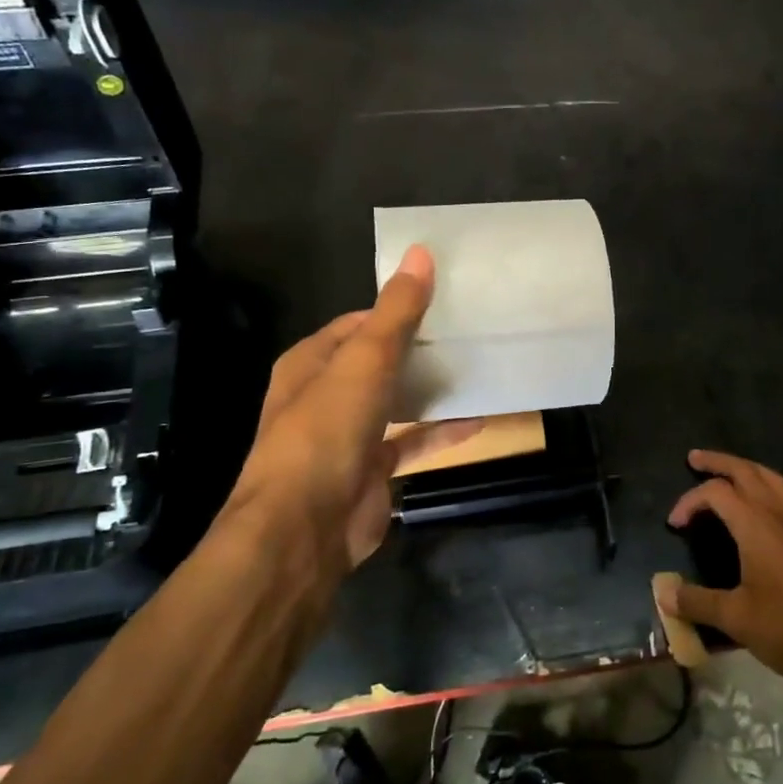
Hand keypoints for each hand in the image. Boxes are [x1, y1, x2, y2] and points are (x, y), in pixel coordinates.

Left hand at [223, 245, 478, 583]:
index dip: (395, 309)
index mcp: (312, 363)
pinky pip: (411, 442)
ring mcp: (348, 436)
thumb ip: (396, 312)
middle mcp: (326, 395)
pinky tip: (478, 422)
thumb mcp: (364, 363)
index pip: (357, 323)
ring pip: (395, 401)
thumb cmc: (326, 433)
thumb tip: (420, 252)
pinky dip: (440, 432)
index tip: (443, 300)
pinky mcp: (371, 470)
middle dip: (418, 348)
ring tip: (475, 368)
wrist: (303, 530)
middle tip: (468, 333)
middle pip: (378, 361)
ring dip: (429, 389)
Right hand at [659, 450, 782, 685]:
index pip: (715, 493)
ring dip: (749, 470)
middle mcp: (779, 513)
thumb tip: (663, 594)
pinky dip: (779, 493)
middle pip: (746, 471)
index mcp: (755, 524)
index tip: (674, 525)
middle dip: (719, 462)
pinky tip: (777, 506)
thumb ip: (696, 602)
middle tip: (695, 458)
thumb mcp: (735, 618)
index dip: (689, 501)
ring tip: (733, 472)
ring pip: (774, 479)